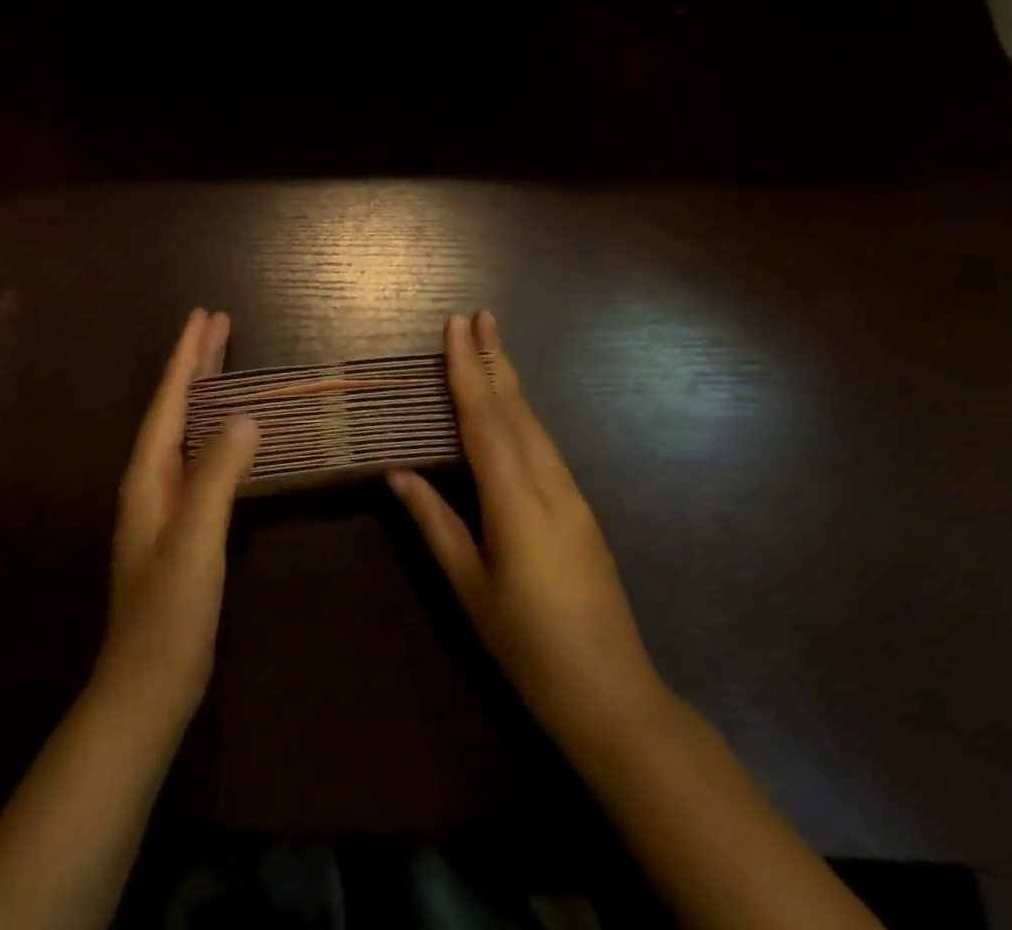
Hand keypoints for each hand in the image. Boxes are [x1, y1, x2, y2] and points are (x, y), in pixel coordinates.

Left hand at [94, 308, 259, 736]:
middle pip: (176, 408)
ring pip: (188, 430)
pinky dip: (216, 430)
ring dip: (206, 392)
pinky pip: (200, 458)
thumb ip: (217, 477)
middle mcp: (151, 480)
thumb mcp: (194, 541)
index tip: (205, 316)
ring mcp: (165, 504)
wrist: (146, 688)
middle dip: (196, 364)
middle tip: (219, 323)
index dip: (188, 358)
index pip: (170, 402)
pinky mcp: (182, 525)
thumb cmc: (168, 615)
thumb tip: (246, 415)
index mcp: (147, 476)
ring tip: (226, 360)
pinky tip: (232, 432)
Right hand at [389, 311, 667, 748]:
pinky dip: (522, 414)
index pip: (485, 420)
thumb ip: (435, 523)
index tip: (457, 326)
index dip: (467, 370)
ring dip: (510, 382)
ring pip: (535, 424)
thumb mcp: (469, 587)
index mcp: (516, 501)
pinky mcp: (581, 510)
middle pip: (517, 408)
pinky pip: (545, 446)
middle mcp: (549, 485)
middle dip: (495, 358)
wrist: (613, 696)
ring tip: (490, 347)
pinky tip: (511, 409)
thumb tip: (398, 472)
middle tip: (480, 314)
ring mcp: (572, 496)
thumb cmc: (527, 645)